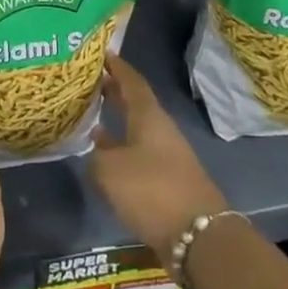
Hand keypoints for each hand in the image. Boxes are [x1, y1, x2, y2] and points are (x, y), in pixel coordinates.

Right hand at [89, 55, 226, 266]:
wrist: (197, 235)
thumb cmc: (151, 190)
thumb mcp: (110, 170)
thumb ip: (97, 154)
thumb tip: (96, 148)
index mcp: (149, 116)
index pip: (132, 81)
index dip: (117, 67)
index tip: (101, 53)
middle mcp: (160, 129)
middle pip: (136, 103)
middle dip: (114, 91)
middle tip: (90, 81)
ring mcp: (166, 155)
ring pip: (137, 129)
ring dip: (117, 121)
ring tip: (91, 115)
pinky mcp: (167, 180)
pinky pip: (139, 152)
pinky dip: (121, 147)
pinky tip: (105, 156)